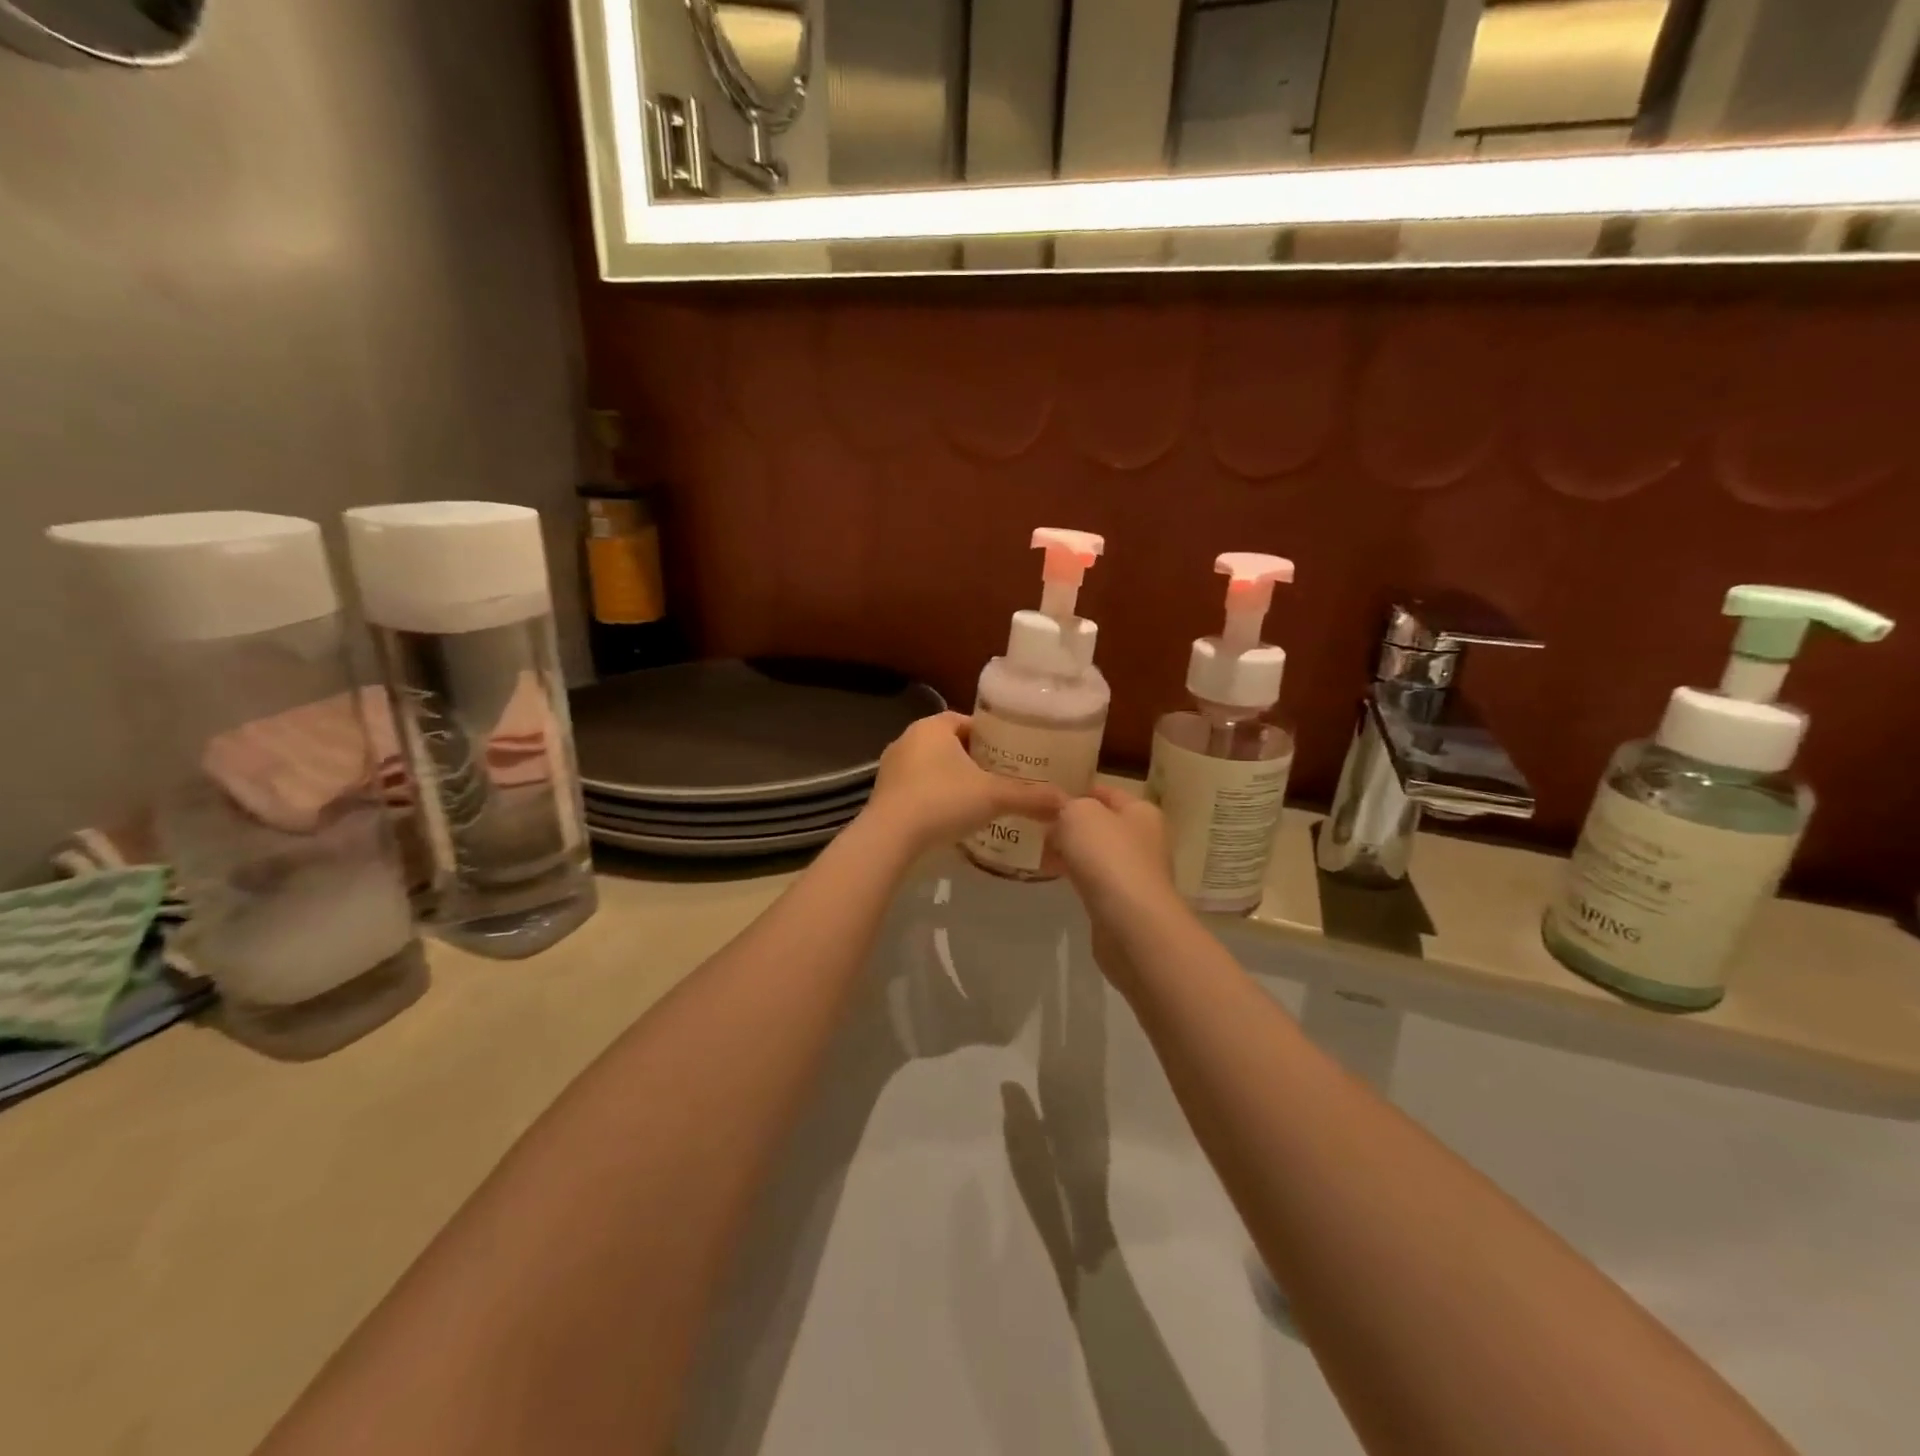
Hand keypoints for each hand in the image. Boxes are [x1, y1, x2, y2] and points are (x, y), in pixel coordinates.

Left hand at [863, 712, 1066, 851]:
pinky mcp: (883, 795)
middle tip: (1000, 778)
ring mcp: (891, 768)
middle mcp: (908, 740)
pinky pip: (917, 789)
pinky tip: (951, 818)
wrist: (890, 838)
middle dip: (973, 760)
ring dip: (952, 780)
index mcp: (932, 727)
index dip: (990, 736)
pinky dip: (934, 798)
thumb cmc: (942, 802)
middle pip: (949, 744)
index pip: (966, 721)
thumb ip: (1030, 797)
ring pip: (931, 767)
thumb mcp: (993, 797)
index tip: (1010, 754)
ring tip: (979, 800)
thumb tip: (1067, 802)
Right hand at [1051, 785, 1179, 989]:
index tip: (1048, 794)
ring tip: (1038, 848)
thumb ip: (1068, 806)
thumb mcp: (1080, 813)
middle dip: (1071, 823)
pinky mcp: (1123, 902)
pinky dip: (1074, 874)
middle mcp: (1144, 839)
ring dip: (1070, 850)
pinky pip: (1093, 879)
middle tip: (1037, 822)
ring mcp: (1135, 873)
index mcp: (1142, 811)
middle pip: (1102, 824)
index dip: (1079, 789)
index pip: (1108, 792)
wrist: (1129, 921)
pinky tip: (1052, 874)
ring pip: (1096, 853)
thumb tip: (1062, 816)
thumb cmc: (1108, 855)